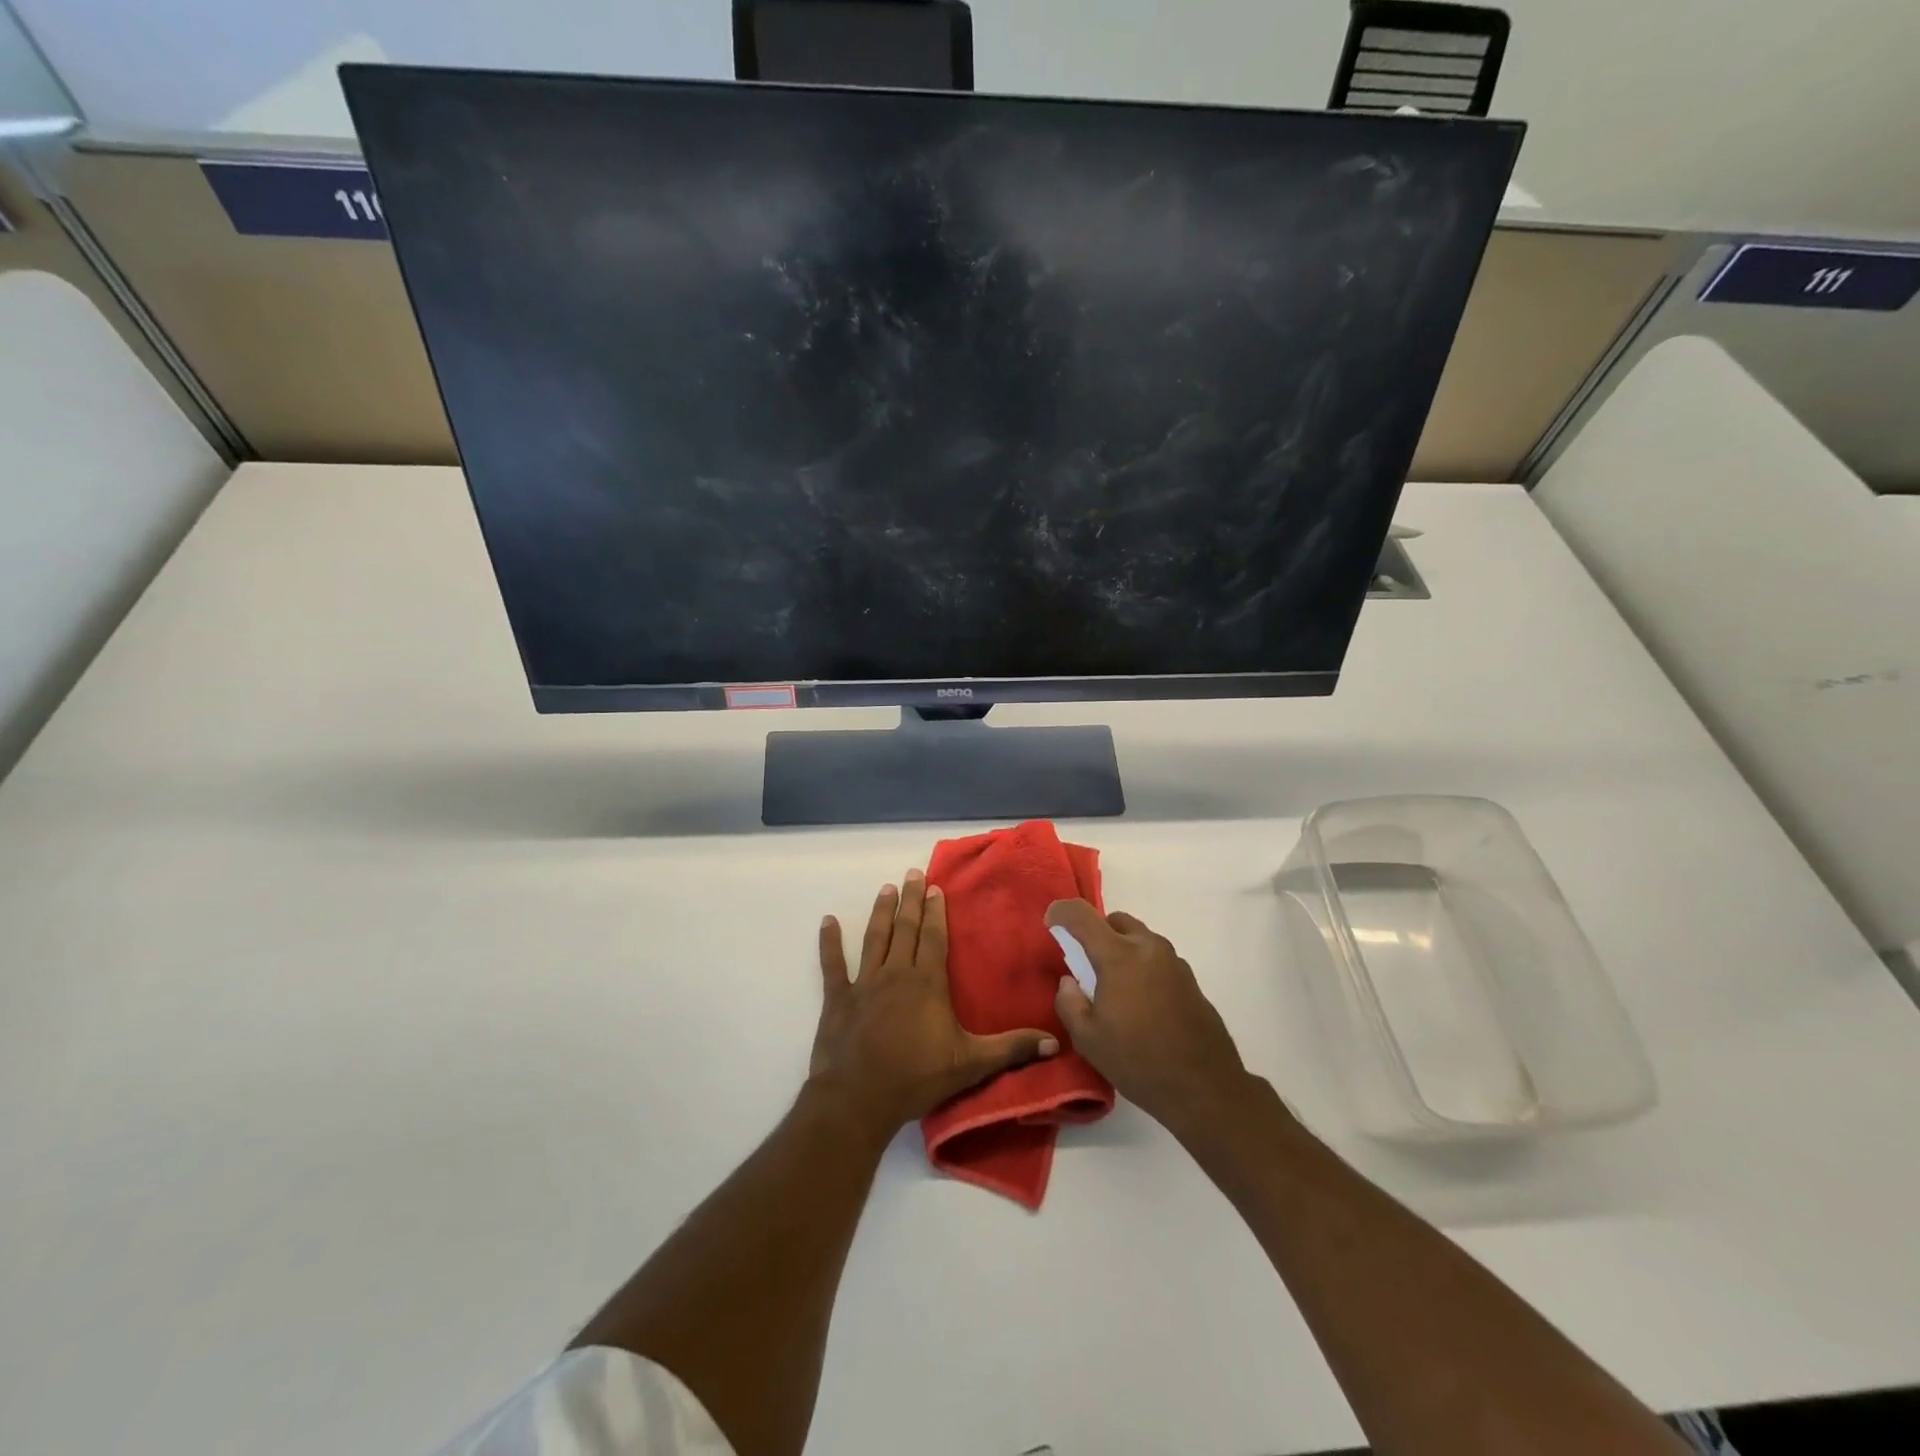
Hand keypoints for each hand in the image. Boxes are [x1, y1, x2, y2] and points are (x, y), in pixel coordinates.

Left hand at [811, 870, 1059, 1139]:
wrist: (859, 1099)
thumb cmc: (917, 1078)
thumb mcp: (971, 1064)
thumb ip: (1011, 1049)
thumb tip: (1055, 1042)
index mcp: (927, 983)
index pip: (934, 938)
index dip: (935, 912)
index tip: (935, 888)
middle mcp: (896, 974)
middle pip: (905, 930)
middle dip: (910, 901)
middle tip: (912, 874)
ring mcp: (864, 984)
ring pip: (875, 938)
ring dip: (881, 912)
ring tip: (886, 889)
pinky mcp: (838, 999)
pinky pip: (832, 965)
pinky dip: (829, 942)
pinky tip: (827, 921)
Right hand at [1048, 899, 1250, 1137]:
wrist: (1204, 1088)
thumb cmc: (1138, 1061)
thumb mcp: (1088, 1039)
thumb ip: (1069, 1002)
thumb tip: (1070, 981)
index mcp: (1119, 956)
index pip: (1082, 915)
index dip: (1061, 912)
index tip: (1050, 923)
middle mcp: (1148, 947)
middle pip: (1115, 921)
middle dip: (1096, 933)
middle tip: (1085, 963)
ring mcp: (1174, 961)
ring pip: (1139, 938)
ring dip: (1121, 950)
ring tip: (1114, 987)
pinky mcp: (1190, 979)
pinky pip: (1157, 959)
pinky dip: (1142, 967)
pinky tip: (1140, 1003)